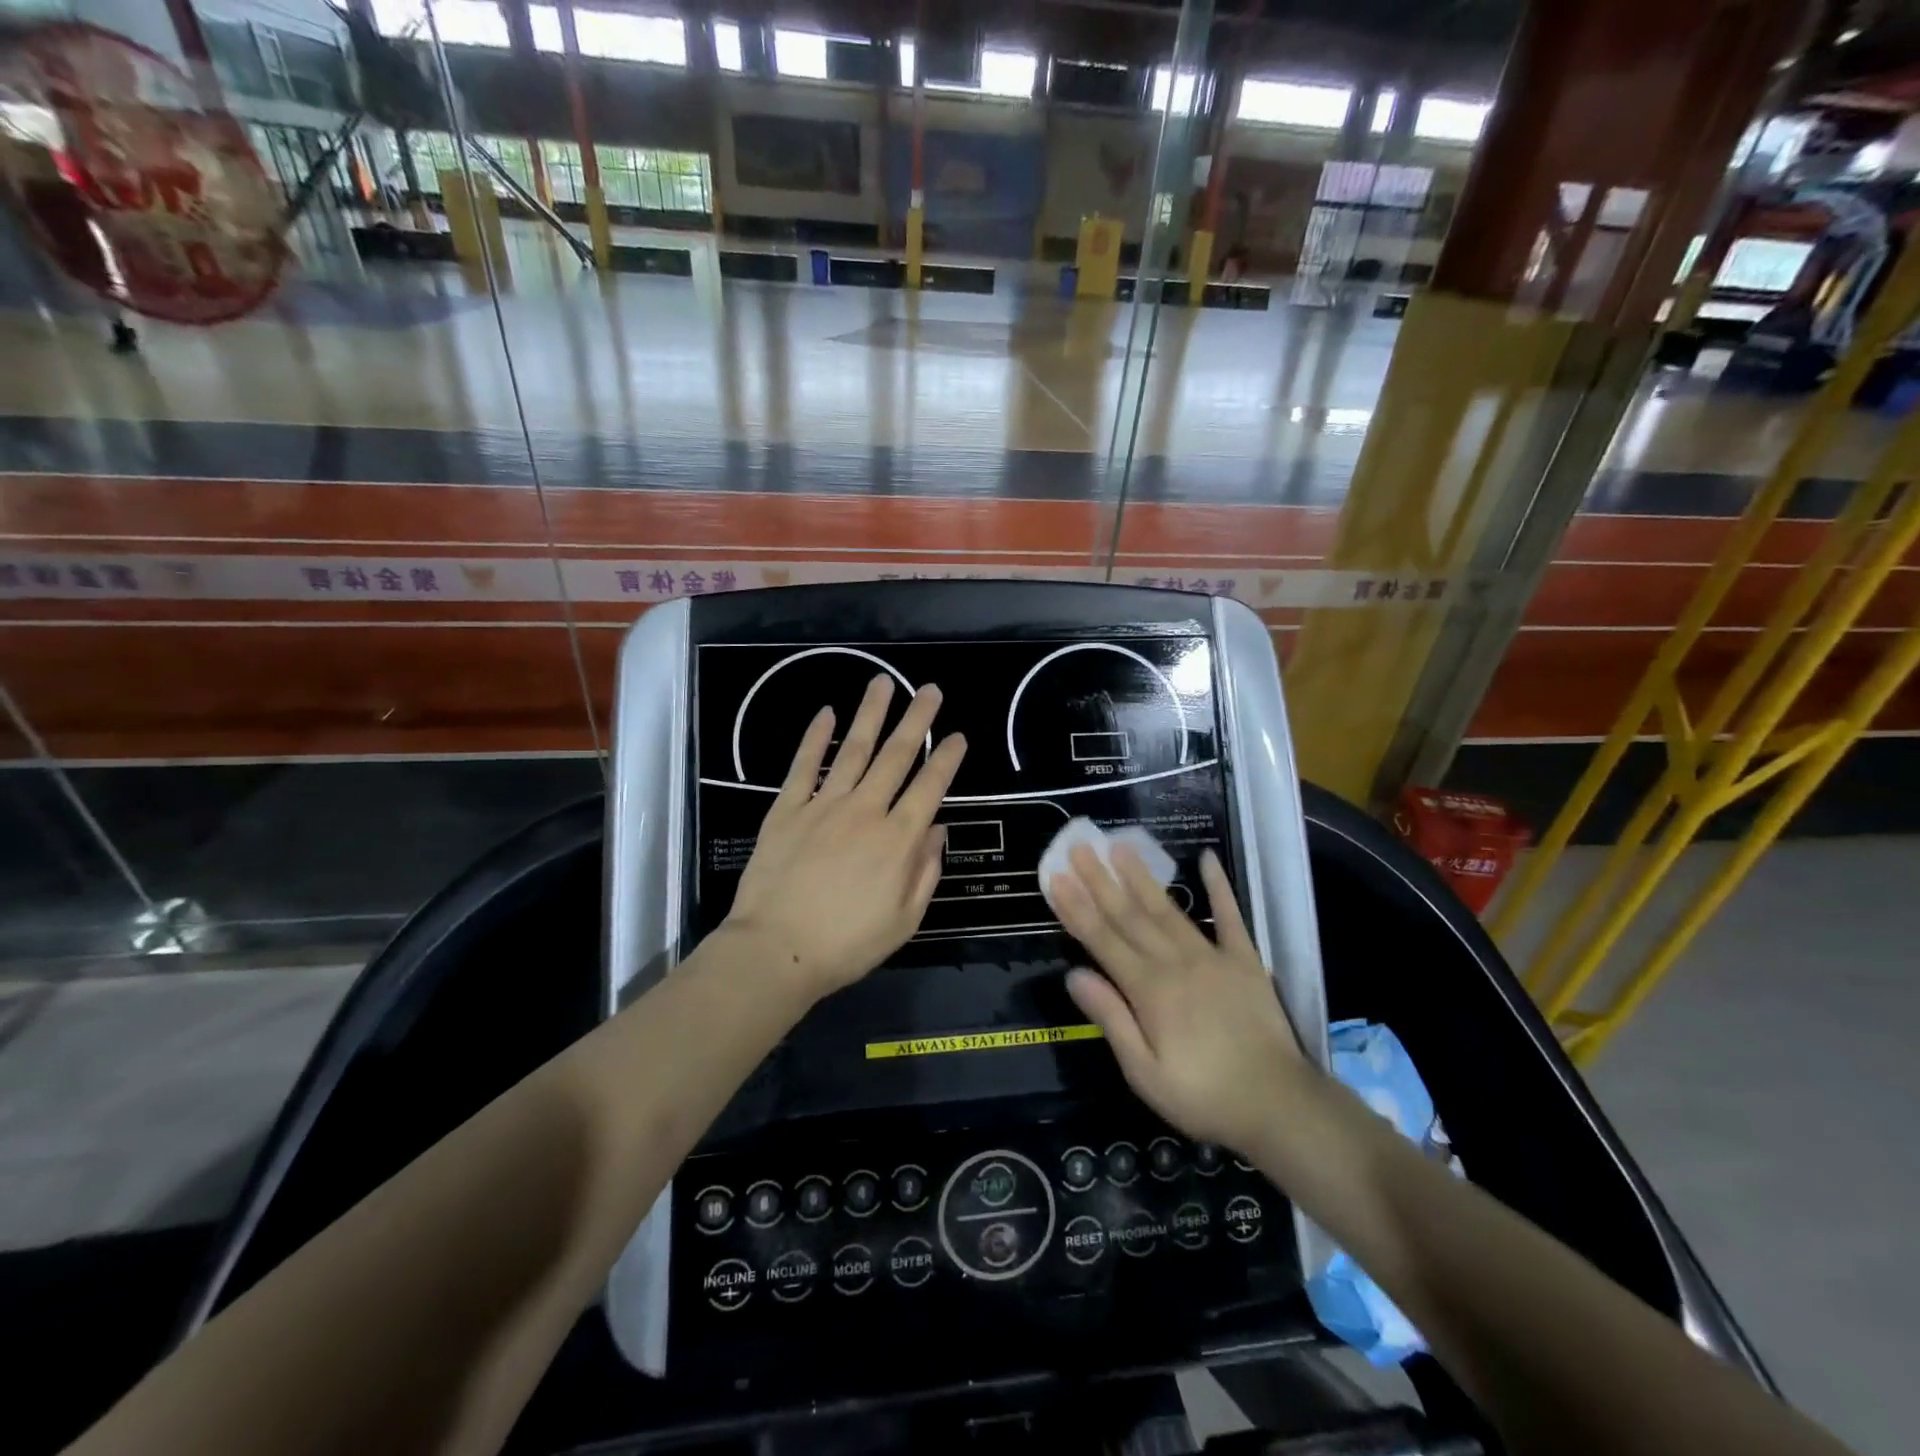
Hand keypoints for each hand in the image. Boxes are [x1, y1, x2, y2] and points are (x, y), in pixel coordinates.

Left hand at [724, 675, 966, 1003]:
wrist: (776, 950)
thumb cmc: (847, 944)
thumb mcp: (905, 920)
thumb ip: (925, 871)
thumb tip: (939, 829)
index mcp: (898, 840)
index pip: (930, 787)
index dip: (947, 759)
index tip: (959, 736)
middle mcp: (865, 811)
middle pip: (896, 756)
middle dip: (917, 720)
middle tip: (930, 690)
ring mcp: (824, 805)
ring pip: (853, 749)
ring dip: (871, 714)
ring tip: (883, 682)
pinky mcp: (787, 809)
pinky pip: (804, 766)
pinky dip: (815, 738)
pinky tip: (826, 712)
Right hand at [1050, 843, 1308, 1155]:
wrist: (1279, 1105)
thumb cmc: (1202, 1096)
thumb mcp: (1144, 1073)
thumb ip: (1111, 1018)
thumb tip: (1074, 975)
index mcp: (1148, 990)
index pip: (1103, 940)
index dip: (1076, 908)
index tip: (1057, 878)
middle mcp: (1176, 962)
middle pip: (1130, 915)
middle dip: (1100, 881)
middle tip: (1080, 848)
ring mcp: (1212, 956)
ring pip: (1168, 909)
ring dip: (1142, 877)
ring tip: (1121, 846)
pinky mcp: (1245, 960)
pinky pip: (1230, 916)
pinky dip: (1219, 886)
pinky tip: (1207, 858)